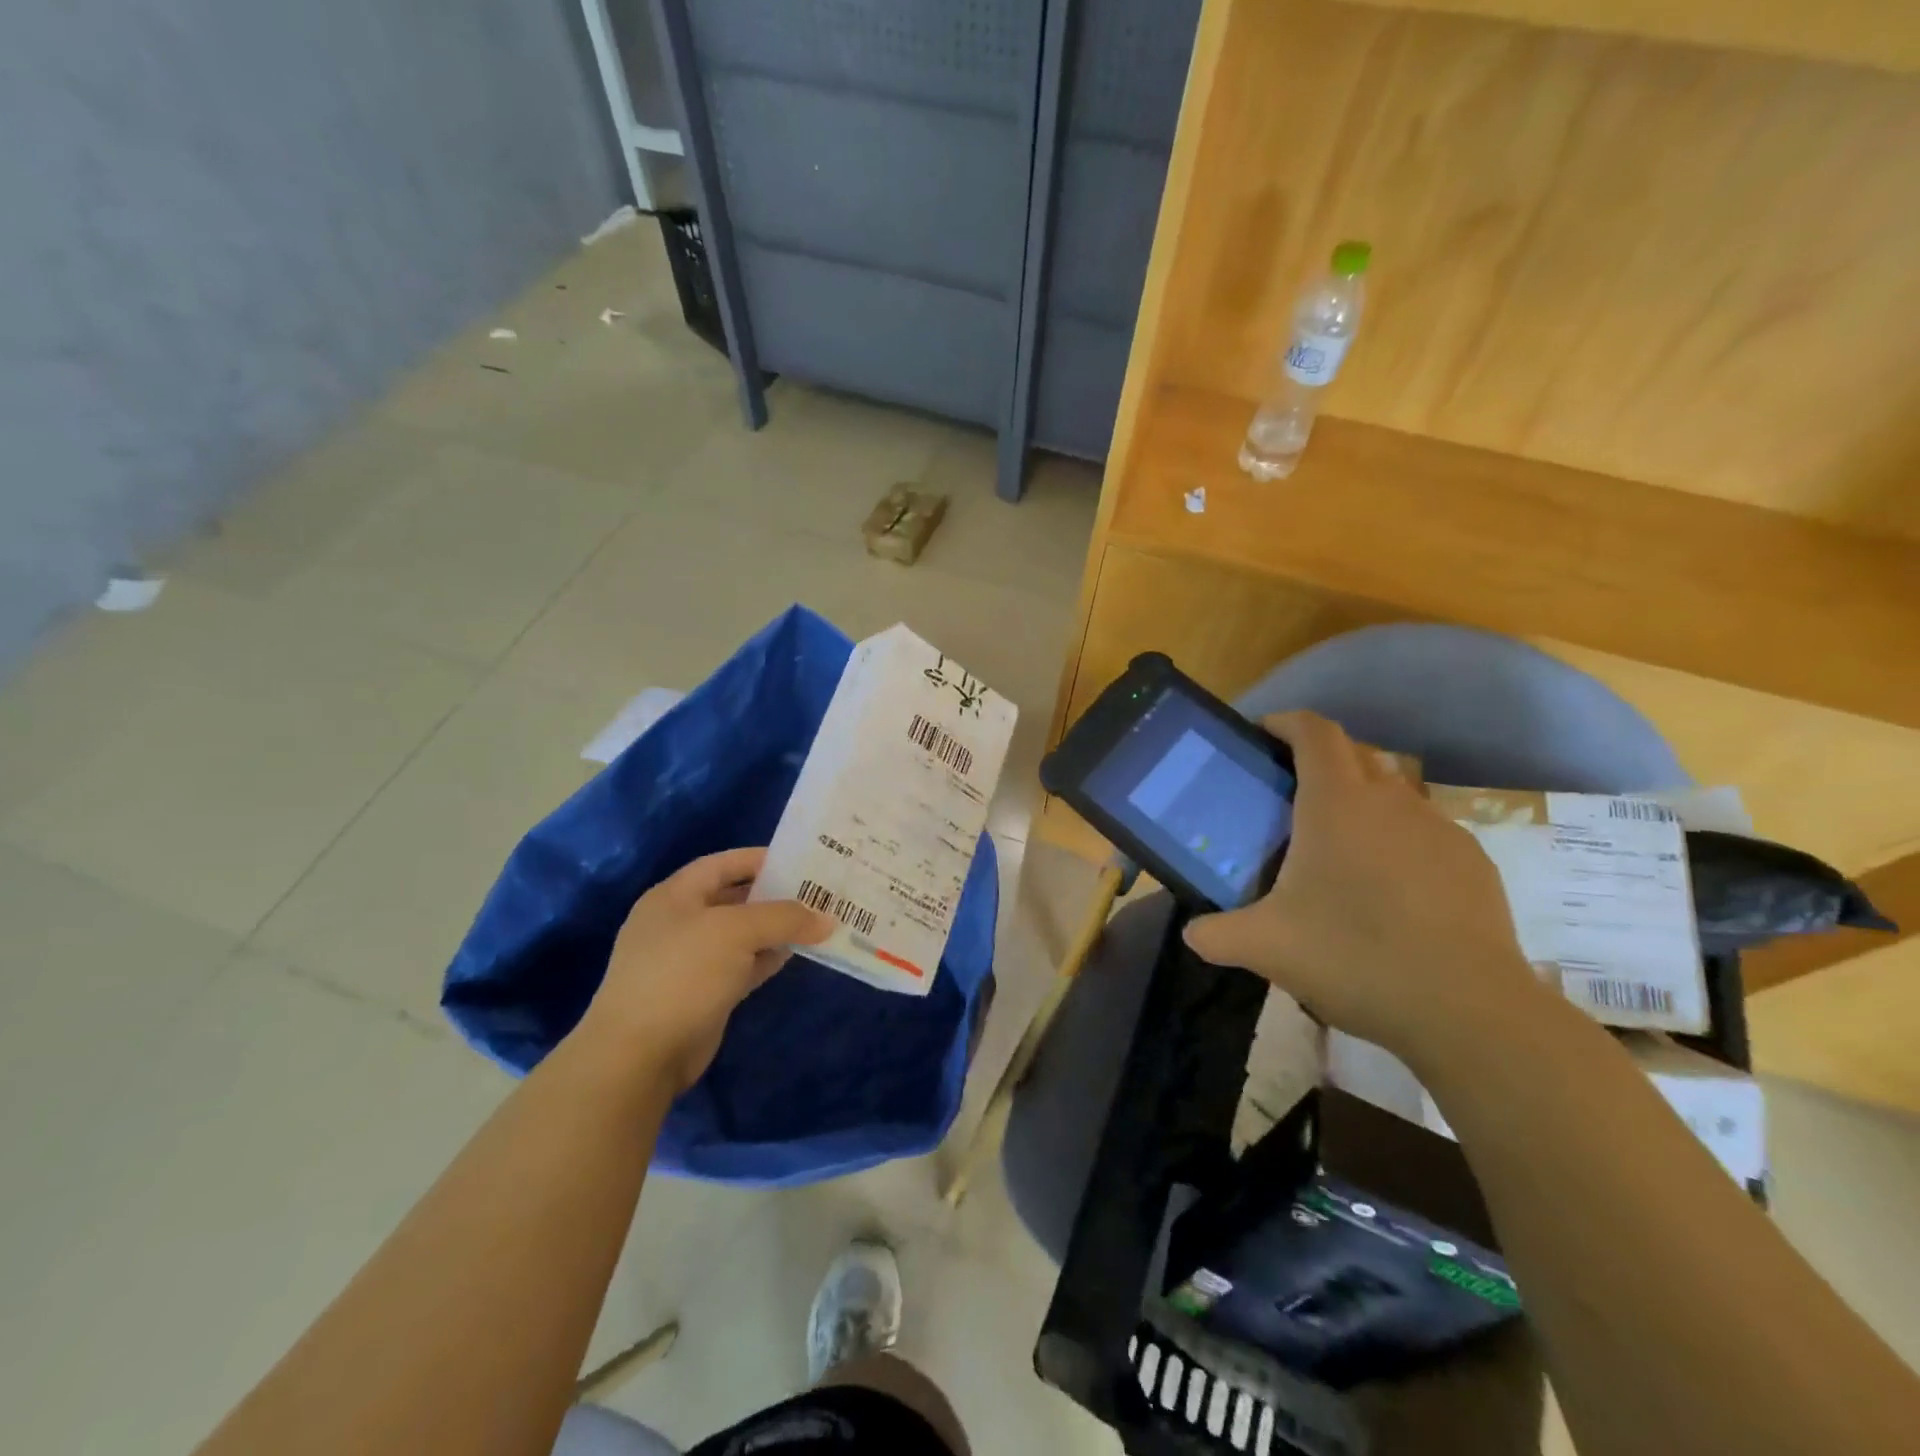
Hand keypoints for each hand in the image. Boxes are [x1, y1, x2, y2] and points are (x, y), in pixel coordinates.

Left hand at [578, 847, 831, 1092]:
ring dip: (776, 928)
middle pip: (734, 898)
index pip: (722, 864)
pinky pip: (743, 965)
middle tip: (818, 890)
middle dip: (775, 894)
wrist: (639, 1055)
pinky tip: (797, 953)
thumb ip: (784, 918)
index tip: (800, 860)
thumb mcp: (736, 931)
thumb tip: (827, 919)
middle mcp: (681, 923)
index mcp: (674, 896)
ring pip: (742, 935)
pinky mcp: (704, 993)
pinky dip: (768, 957)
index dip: (759, 858)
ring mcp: (691, 961)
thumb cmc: (682, 974)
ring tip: (818, 920)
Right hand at [1183, 711, 1544, 1071]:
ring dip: (1361, 801)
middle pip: (1354, 752)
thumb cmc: (1353, 956)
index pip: (1314, 732)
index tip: (1263, 734)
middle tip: (1289, 796)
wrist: (1466, 1009)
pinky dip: (1398, 840)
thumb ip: (1218, 935)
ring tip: (1338, 848)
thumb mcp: (1266, 947)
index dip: (1287, 722)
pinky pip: (1424, 831)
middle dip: (1320, 759)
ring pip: (1392, 792)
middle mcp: (1390, 801)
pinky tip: (1388, 890)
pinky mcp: (1472, 862)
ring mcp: (1439, 828)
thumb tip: (1192, 934)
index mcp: (1336, 803)